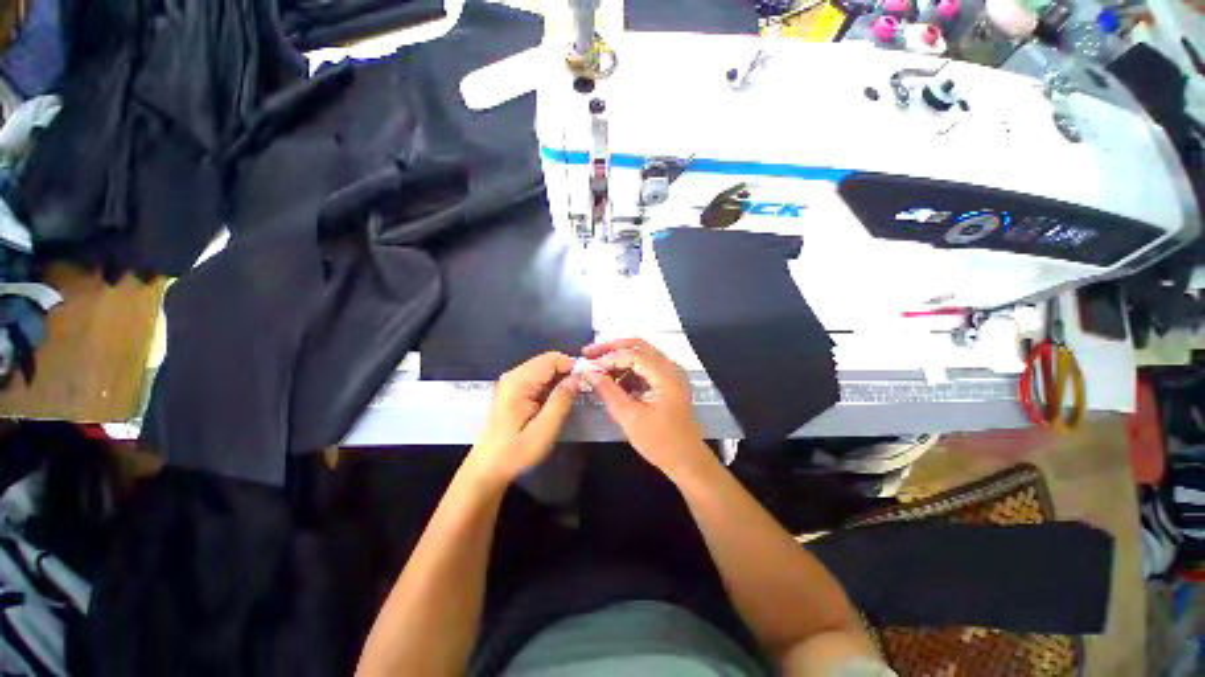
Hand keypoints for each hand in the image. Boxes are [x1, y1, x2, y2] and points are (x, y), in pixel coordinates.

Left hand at [468, 352, 578, 485]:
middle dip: (566, 371)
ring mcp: (510, 382)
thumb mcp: (544, 430)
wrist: (487, 468)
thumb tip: (576, 378)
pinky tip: (555, 400)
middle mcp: (512, 376)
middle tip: (579, 391)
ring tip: (570, 396)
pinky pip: (537, 377)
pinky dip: (550, 384)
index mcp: (518, 382)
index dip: (571, 366)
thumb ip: (561, 401)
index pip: (551, 359)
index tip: (584, 383)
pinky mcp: (512, 390)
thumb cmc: (515, 452)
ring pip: (543, 368)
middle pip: (546, 361)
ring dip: (559, 378)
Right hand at [581, 338, 714, 478]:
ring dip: (619, 356)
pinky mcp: (667, 380)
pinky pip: (645, 365)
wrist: (686, 459)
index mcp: (666, 376)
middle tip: (589, 352)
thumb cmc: (660, 442)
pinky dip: (627, 367)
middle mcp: (671, 367)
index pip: (634, 355)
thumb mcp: (630, 418)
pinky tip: (612, 376)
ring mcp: (671, 372)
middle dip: (612, 347)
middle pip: (638, 345)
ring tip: (597, 365)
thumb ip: (609, 392)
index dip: (608, 358)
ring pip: (641, 353)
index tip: (588, 366)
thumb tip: (590, 373)